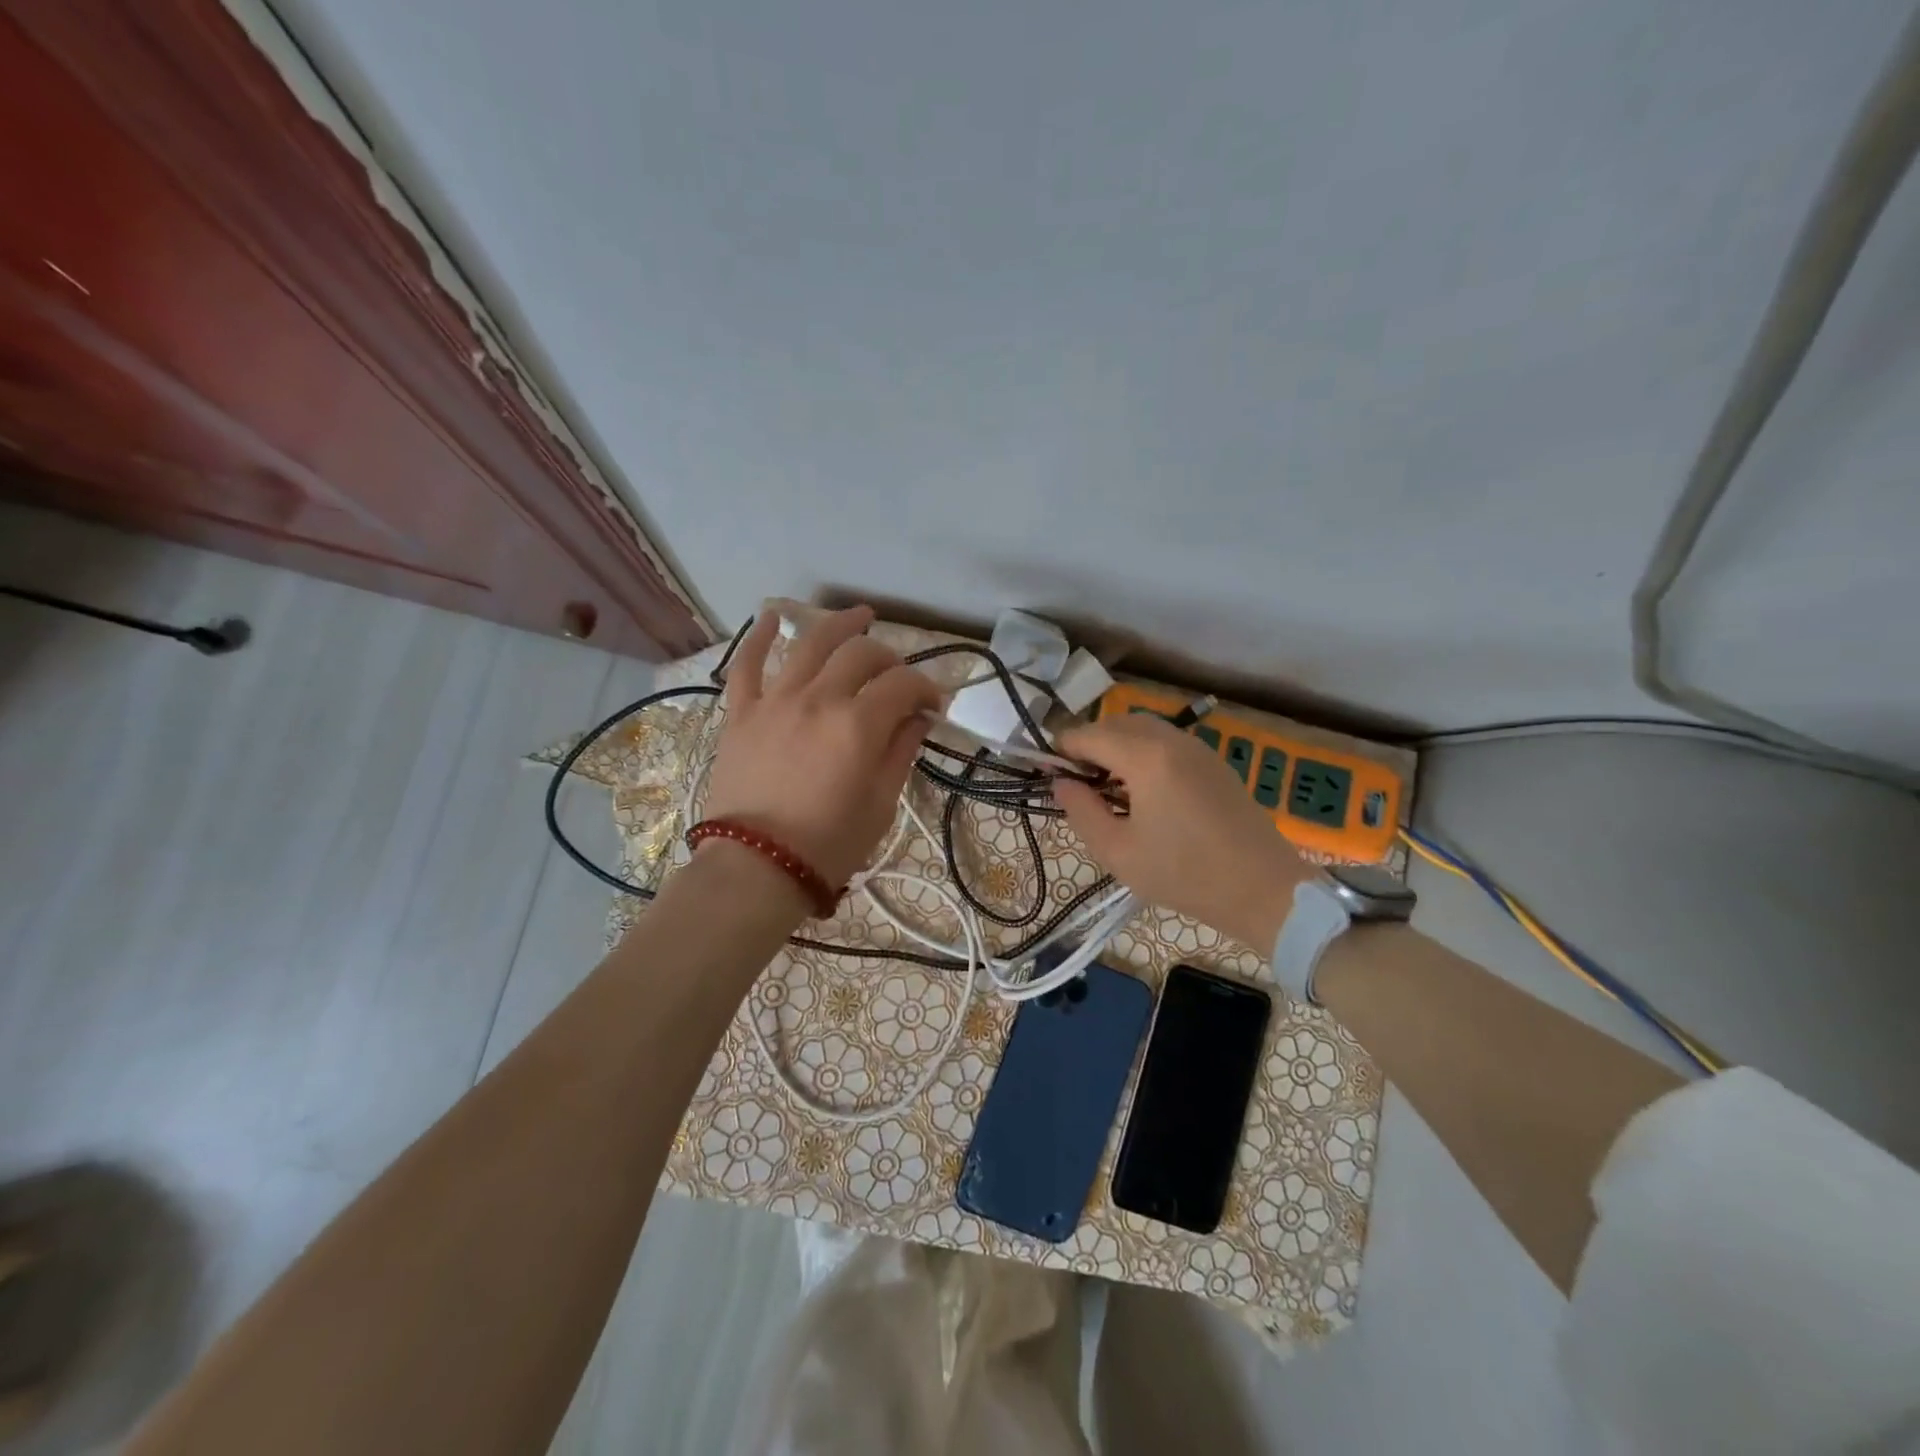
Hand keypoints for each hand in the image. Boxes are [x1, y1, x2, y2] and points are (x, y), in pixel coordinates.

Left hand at [702, 605, 940, 890]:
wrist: (756, 868)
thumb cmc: (829, 844)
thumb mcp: (881, 803)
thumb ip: (901, 750)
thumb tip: (918, 717)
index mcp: (859, 724)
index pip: (903, 685)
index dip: (926, 688)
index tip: (934, 705)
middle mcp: (818, 698)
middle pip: (861, 654)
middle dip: (889, 658)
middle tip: (898, 677)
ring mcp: (775, 700)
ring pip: (809, 643)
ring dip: (839, 624)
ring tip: (859, 615)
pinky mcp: (741, 713)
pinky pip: (746, 664)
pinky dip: (757, 637)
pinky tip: (770, 617)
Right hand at [1052, 714, 1315, 950]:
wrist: (1264, 890)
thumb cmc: (1185, 874)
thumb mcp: (1118, 851)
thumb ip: (1081, 811)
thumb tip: (1061, 783)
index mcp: (1145, 757)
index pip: (1089, 735)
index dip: (1062, 750)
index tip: (1047, 773)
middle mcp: (1171, 740)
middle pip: (1116, 724)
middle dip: (1089, 744)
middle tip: (1076, 781)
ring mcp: (1197, 748)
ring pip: (1144, 729)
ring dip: (1117, 746)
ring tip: (1106, 786)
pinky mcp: (1214, 762)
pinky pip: (1167, 742)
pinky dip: (1143, 751)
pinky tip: (1142, 789)